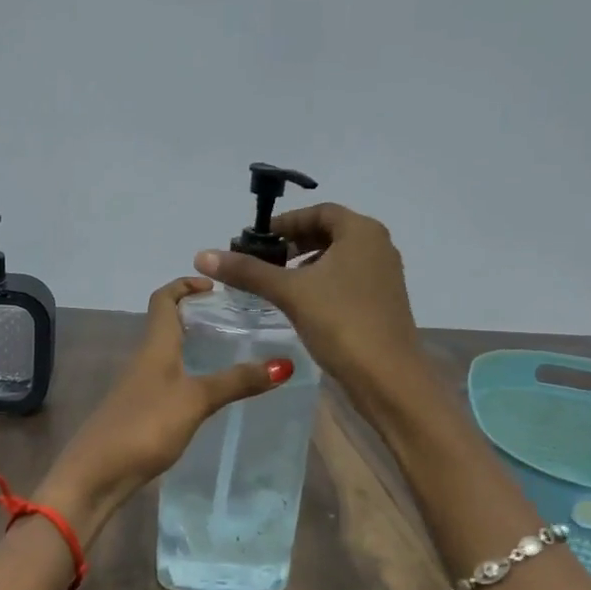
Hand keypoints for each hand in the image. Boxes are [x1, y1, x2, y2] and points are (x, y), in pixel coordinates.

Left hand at [35, 277, 290, 536]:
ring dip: (194, 346)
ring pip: (169, 354)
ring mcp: (140, 387)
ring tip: (232, 352)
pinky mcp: (141, 412)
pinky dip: (189, 375)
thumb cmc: (145, 425)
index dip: (185, 284)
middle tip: (235, 320)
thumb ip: (236, 382)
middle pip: (167, 324)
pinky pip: (169, 380)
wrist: (96, 474)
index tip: (216, 286)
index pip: (164, 299)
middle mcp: (145, 359)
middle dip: (197, 315)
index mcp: (155, 346)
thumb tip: (283, 363)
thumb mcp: (195, 400)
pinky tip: (210, 393)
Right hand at [193, 202, 421, 403]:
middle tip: (264, 261)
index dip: (286, 222)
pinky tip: (303, 305)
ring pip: (339, 258)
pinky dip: (323, 283)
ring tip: (278, 283)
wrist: (387, 377)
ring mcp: (384, 276)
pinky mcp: (383, 302)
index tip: (258, 240)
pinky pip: (347, 280)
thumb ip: (248, 271)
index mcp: (362, 232)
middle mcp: (378, 246)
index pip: (319, 212)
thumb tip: (203, 255)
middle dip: (295, 243)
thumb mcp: (290, 292)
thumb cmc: (340, 322)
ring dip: (307, 264)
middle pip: (330, 233)